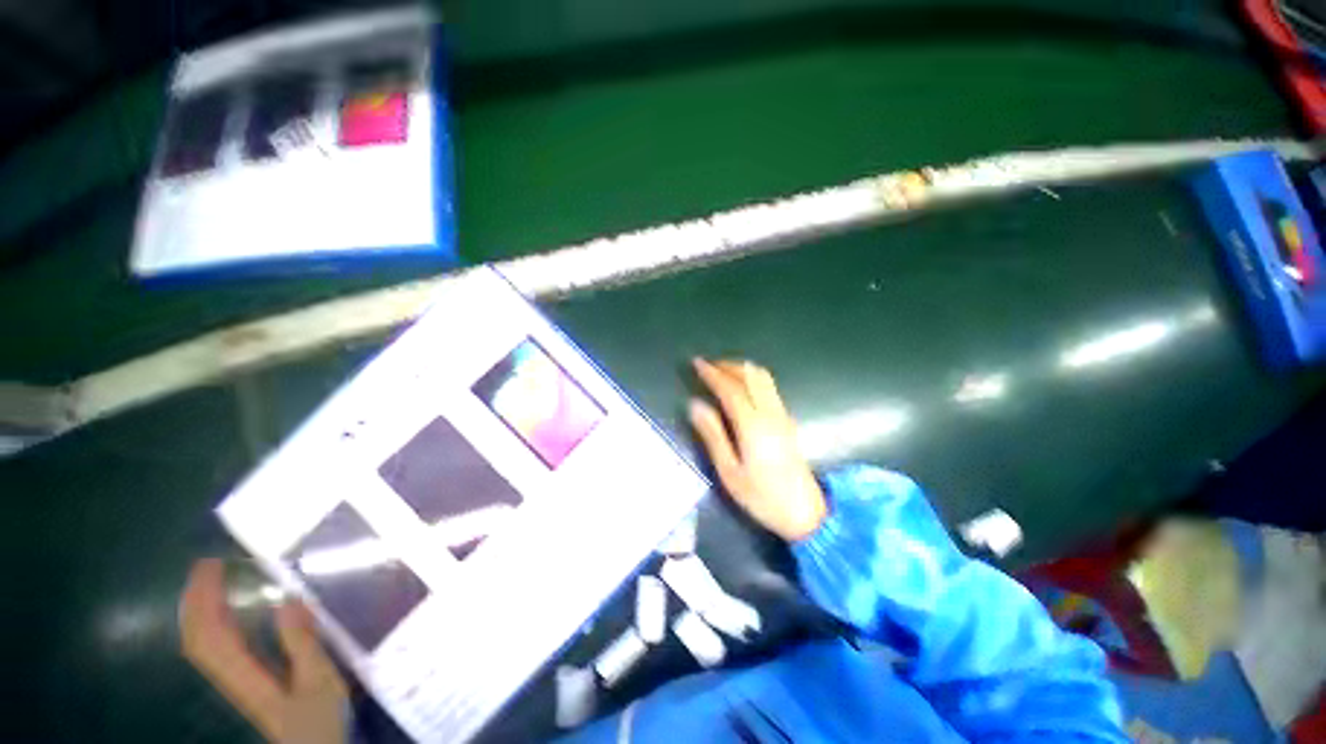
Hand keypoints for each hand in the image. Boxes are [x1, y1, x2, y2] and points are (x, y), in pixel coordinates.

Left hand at [180, 559, 347, 743]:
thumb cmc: (319, 718)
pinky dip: (210, 626)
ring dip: (199, 610)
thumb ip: (302, 643)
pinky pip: (213, 649)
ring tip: (211, 583)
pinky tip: (225, 616)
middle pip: (197, 636)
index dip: (204, 599)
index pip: (208, 633)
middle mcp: (229, 676)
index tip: (213, 565)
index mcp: (244, 675)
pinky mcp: (242, 682)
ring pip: (200, 643)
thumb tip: (288, 600)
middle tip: (209, 565)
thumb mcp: (320, 681)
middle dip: (195, 599)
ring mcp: (233, 680)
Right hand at [688, 358, 826, 540]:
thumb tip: (695, 404)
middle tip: (707, 366)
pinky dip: (751, 378)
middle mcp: (769, 413)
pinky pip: (768, 387)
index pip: (730, 388)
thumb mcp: (729, 472)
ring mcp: (782, 414)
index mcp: (752, 425)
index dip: (712, 373)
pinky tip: (741, 386)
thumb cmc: (762, 496)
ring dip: (741, 369)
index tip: (696, 363)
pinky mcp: (787, 420)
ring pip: (762, 378)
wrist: (806, 513)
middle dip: (727, 366)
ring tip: (721, 372)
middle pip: (749, 376)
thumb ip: (713, 435)